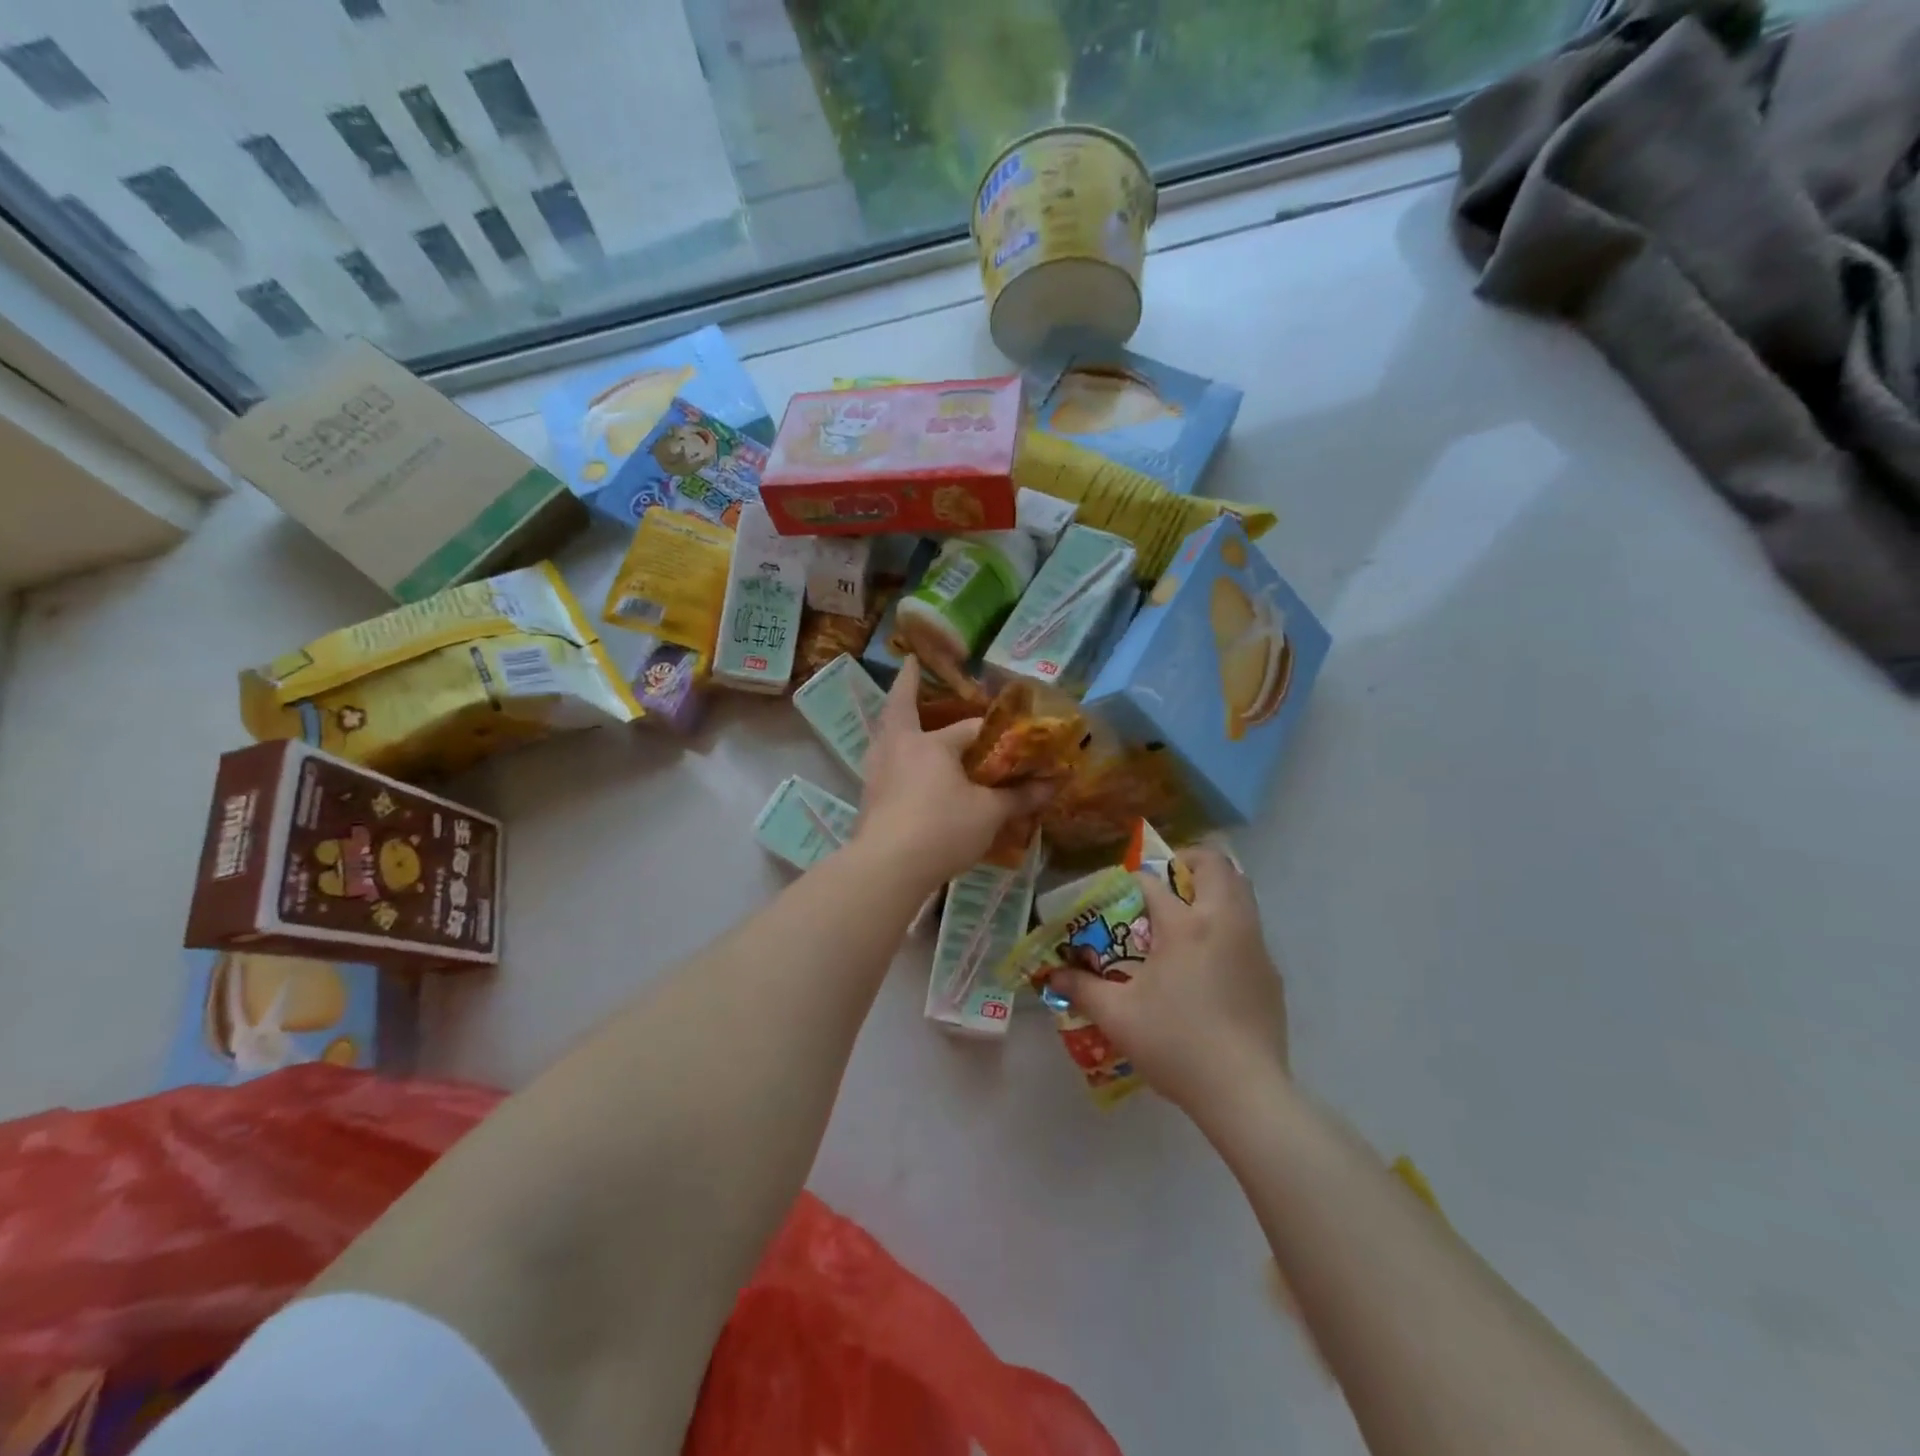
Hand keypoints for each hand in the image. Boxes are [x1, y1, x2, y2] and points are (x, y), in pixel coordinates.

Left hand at [856, 657, 1051, 887]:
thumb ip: (1020, 797)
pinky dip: (893, 754)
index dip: (995, 733)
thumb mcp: (989, 814)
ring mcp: (877, 771)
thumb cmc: (941, 829)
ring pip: (886, 734)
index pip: (970, 729)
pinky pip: (883, 762)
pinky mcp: (868, 797)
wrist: (887, 867)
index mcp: (930, 744)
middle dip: (907, 686)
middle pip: (901, 708)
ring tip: (903, 716)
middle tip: (909, 665)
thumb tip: (1055, 784)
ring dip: (895, 720)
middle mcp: (898, 747)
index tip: (1013, 734)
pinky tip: (901, 766)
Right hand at [1048, 847, 1288, 1116]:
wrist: (1245, 1092)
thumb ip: (1082, 989)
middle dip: (1189, 861)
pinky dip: (1229, 924)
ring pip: (1241, 891)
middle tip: (1167, 882)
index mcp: (1185, 926)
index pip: (1154, 882)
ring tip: (1188, 914)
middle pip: (1215, 866)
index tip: (1120, 895)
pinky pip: (1251, 928)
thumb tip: (1054, 975)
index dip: (1133, 881)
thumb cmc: (1176, 1045)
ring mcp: (1254, 946)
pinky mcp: (1271, 973)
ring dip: (1214, 888)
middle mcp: (1224, 922)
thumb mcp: (1117, 1016)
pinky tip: (1210, 962)